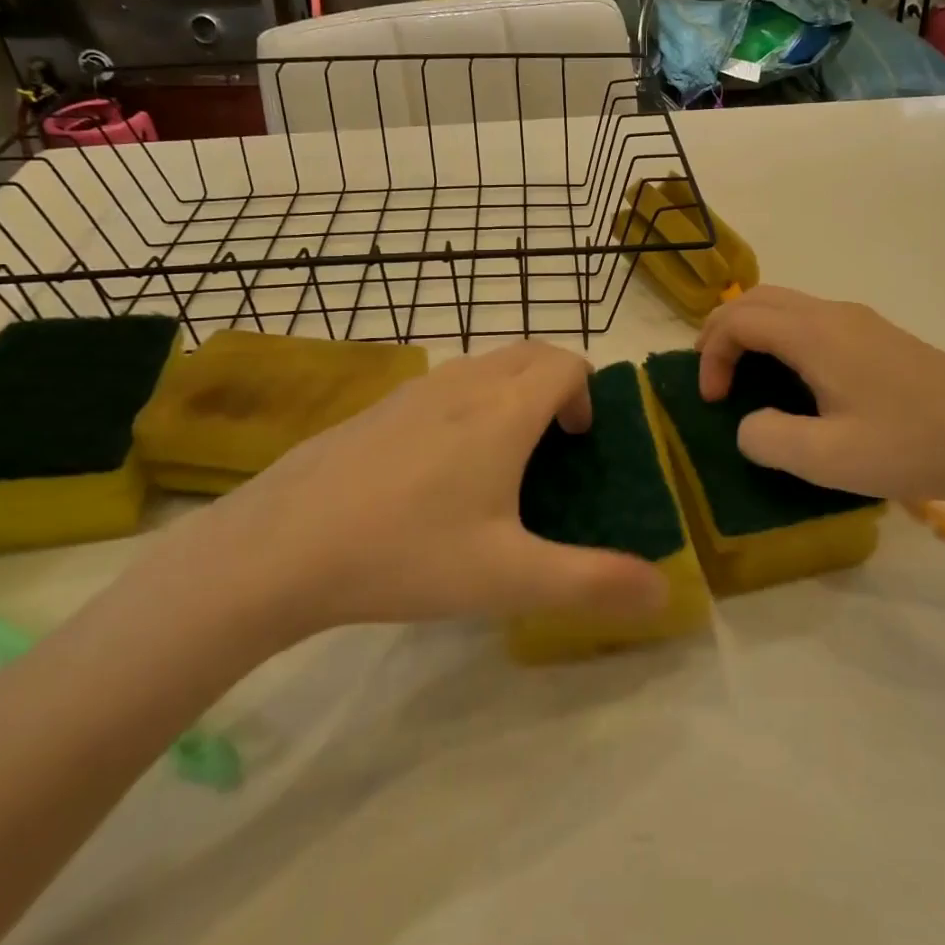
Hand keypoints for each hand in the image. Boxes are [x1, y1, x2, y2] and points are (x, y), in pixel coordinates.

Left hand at [167, 342, 669, 655]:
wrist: (282, 546)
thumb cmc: (407, 553)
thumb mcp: (509, 578)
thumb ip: (592, 583)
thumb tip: (663, 591)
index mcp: (504, 411)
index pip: (566, 364)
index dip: (587, 393)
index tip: (580, 442)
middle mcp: (465, 385)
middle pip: (530, 353)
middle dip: (557, 381)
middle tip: (556, 441)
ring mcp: (416, 390)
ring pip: (485, 363)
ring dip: (513, 387)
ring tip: (505, 452)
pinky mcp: (379, 406)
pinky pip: (446, 382)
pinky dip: (471, 398)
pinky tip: (442, 465)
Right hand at [698, 286, 944, 507]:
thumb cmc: (912, 446)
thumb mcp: (829, 459)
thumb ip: (769, 439)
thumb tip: (748, 424)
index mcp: (815, 334)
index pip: (739, 320)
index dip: (712, 354)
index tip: (713, 402)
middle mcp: (833, 314)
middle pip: (758, 298)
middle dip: (723, 329)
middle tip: (712, 374)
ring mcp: (861, 322)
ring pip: (786, 305)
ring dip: (753, 331)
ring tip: (744, 374)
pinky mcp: (880, 337)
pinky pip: (811, 320)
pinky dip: (782, 337)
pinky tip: (795, 379)